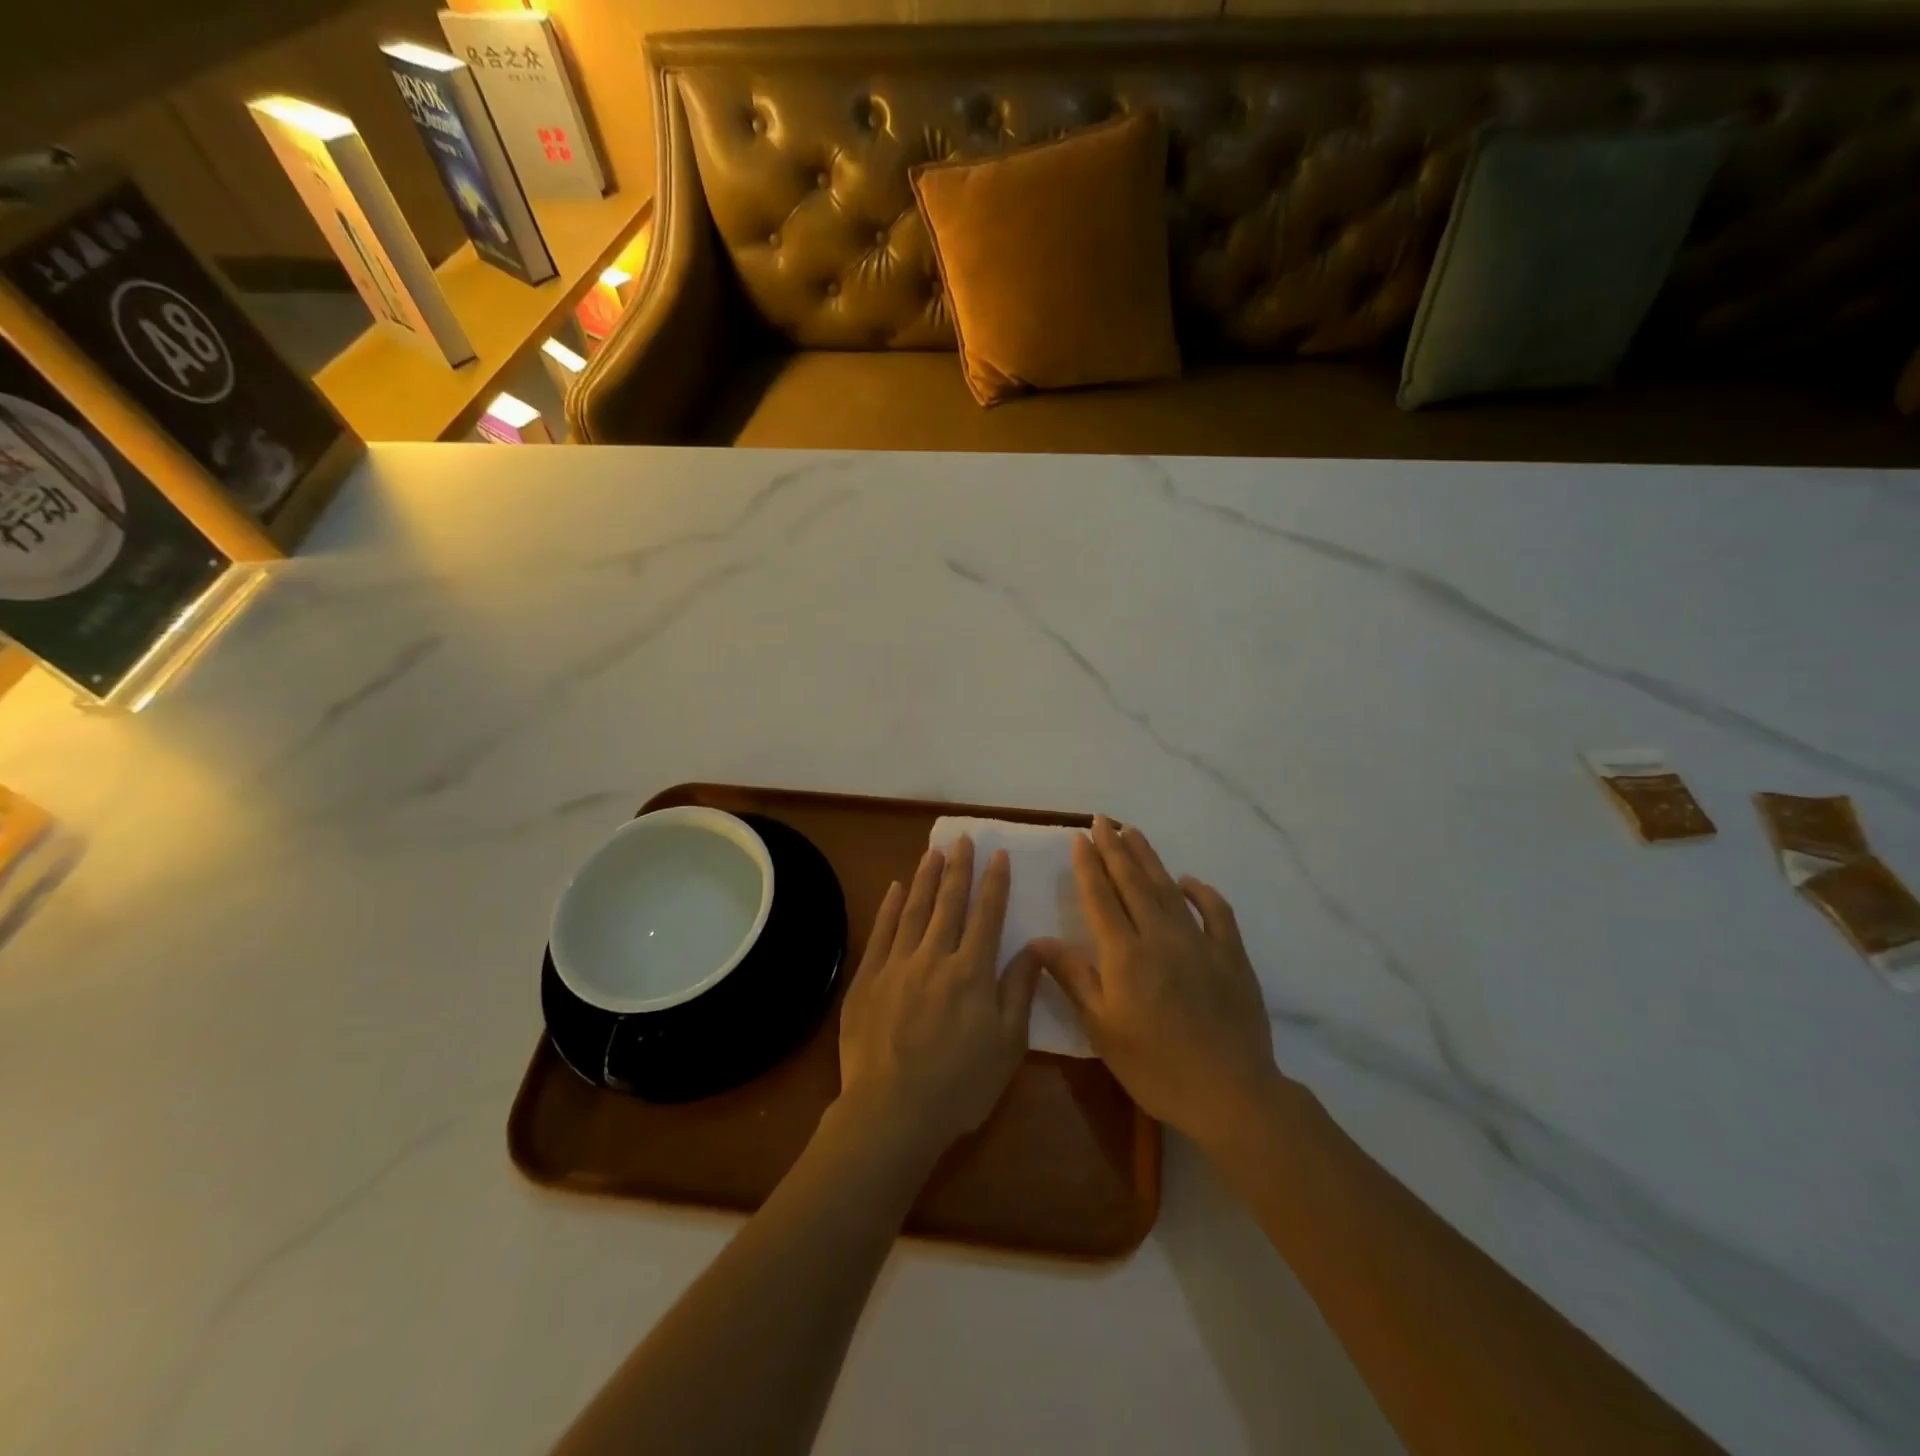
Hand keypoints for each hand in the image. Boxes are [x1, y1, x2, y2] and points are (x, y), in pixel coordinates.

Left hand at [836, 837, 1041, 1163]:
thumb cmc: (960, 1085)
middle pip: (949, 903)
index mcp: (972, 972)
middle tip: (962, 839)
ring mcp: (897, 965)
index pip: (987, 915)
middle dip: (958, 869)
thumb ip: (1020, 990)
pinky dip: (889, 907)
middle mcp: (935, 957)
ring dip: (925, 878)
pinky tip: (894, 888)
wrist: (892, 1112)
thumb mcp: (1008, 1045)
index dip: (994, 883)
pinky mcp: (867, 978)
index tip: (998, 854)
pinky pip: (880, 932)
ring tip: (933, 851)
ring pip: (914, 910)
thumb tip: (1036, 945)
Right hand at [1031, 816, 1283, 1146]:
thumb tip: (1041, 940)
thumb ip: (1074, 978)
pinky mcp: (1231, 955)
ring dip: (1149, 858)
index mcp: (1125, 954)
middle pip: (1133, 882)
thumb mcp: (1102, 1029)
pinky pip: (1216, 912)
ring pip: (1168, 888)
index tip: (1079, 837)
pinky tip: (1188, 881)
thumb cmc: (1156, 1067)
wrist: (1231, 1094)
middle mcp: (1160, 936)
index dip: (1088, 865)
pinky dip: (1201, 892)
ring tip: (1132, 831)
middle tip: (1102, 820)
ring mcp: (1200, 942)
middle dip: (1115, 848)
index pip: (1101, 897)